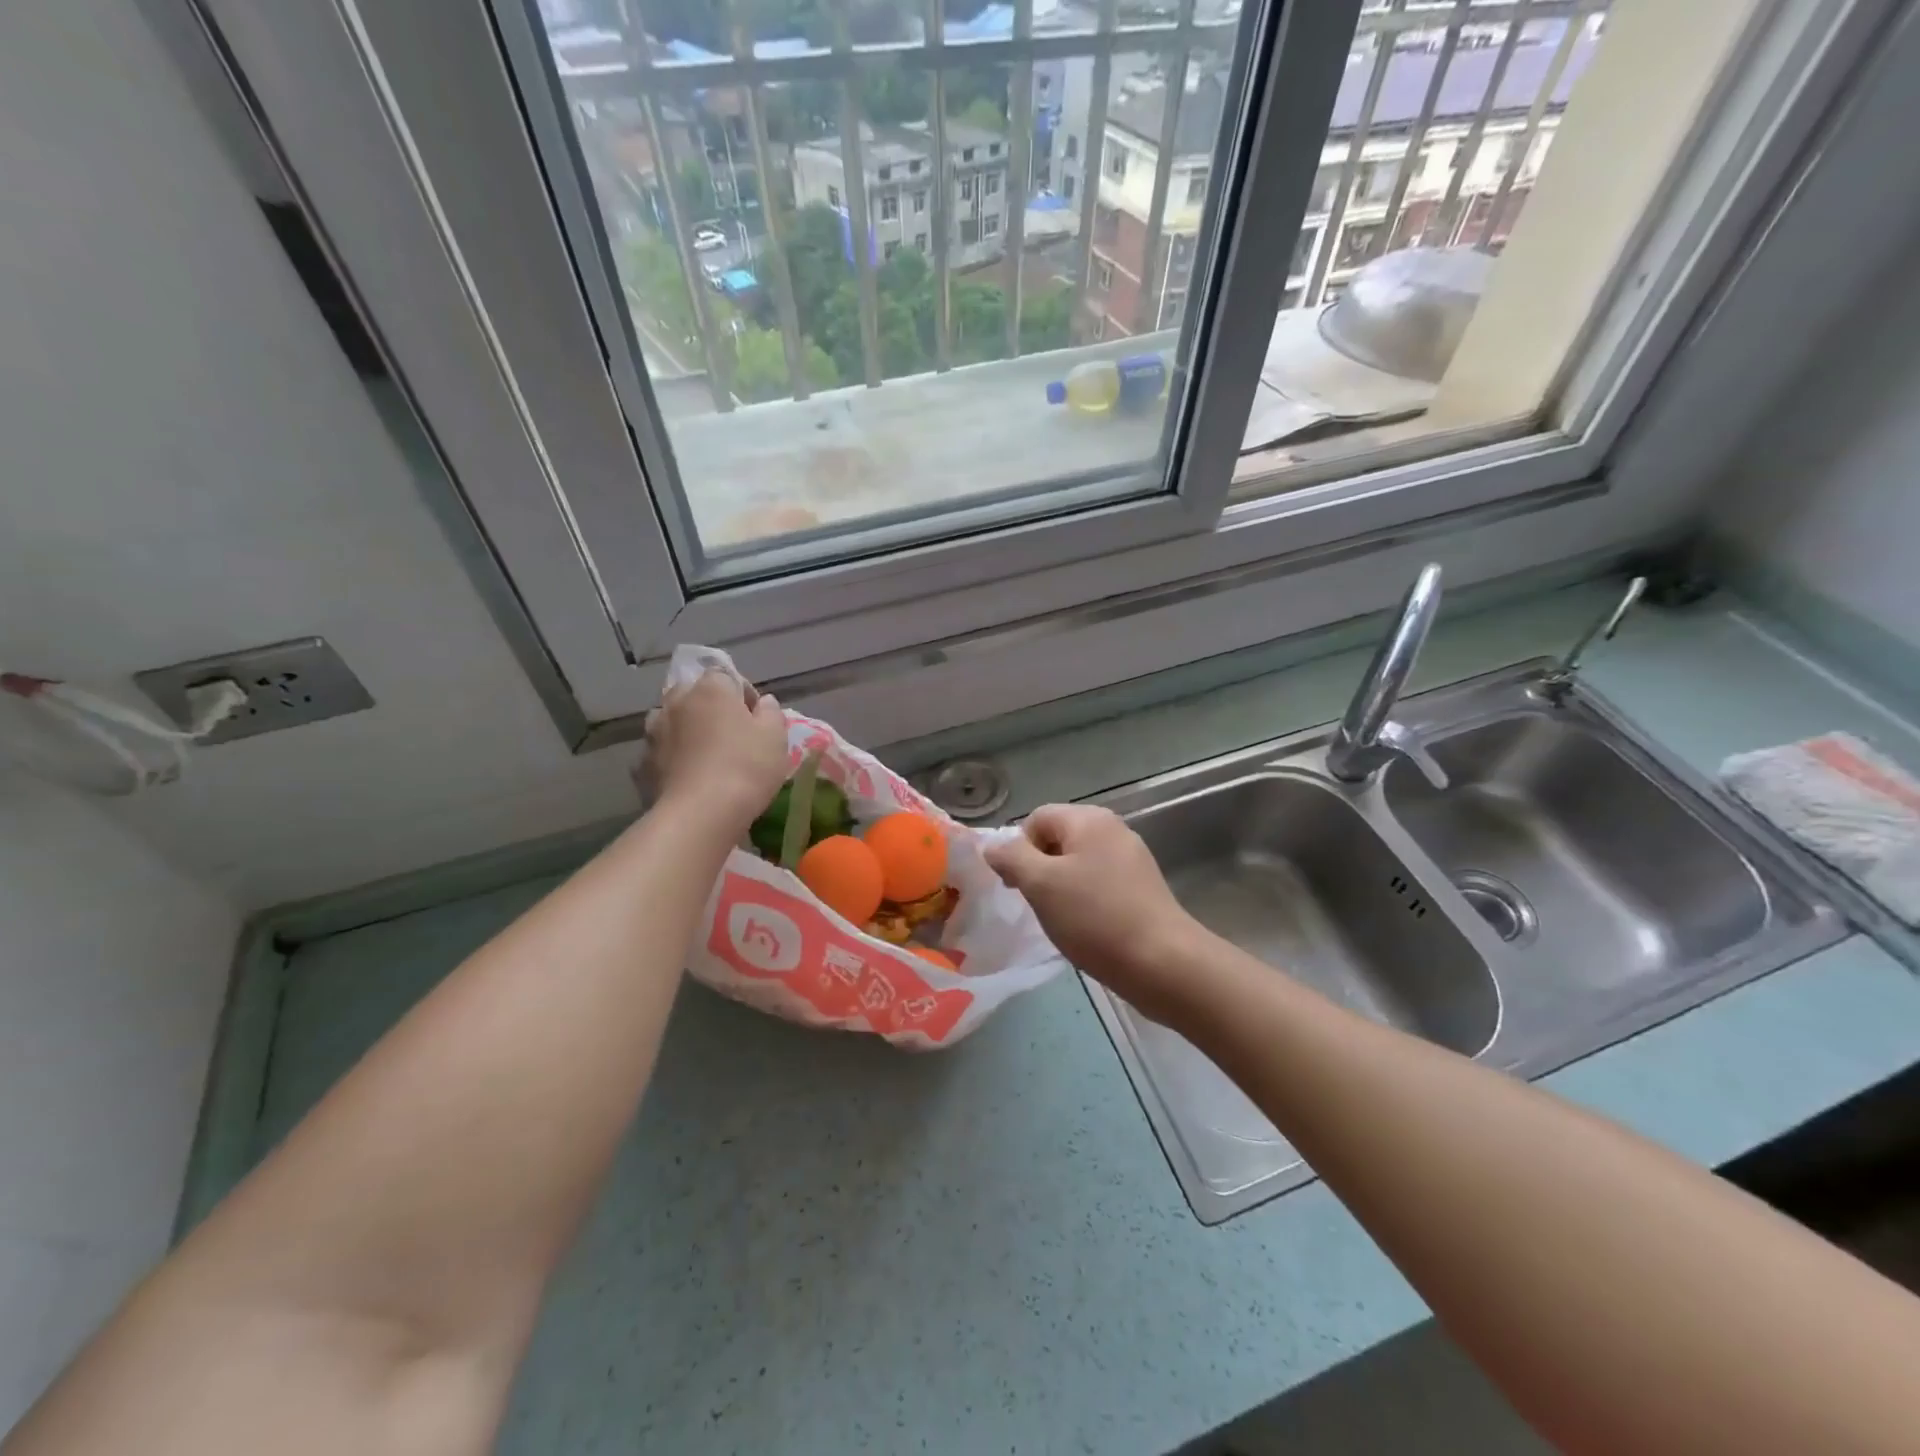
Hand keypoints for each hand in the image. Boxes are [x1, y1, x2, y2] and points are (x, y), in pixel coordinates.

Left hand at [641, 670, 787, 829]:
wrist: (701, 813)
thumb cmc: (747, 766)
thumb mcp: (776, 736)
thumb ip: (771, 712)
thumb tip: (763, 703)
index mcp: (711, 689)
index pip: (726, 676)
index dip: (743, 695)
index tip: (756, 718)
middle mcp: (677, 702)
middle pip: (694, 695)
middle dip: (710, 708)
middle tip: (730, 735)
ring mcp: (654, 732)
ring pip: (672, 721)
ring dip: (686, 730)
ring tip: (704, 755)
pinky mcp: (642, 763)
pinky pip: (661, 751)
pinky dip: (672, 757)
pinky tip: (687, 776)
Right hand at [985, 804, 1208, 1024]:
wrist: (1163, 963)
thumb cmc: (1095, 918)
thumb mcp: (1041, 884)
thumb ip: (1011, 857)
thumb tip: (992, 845)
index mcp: (1089, 820)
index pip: (1036, 818)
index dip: (1019, 849)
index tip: (1017, 887)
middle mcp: (1113, 829)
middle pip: (1057, 839)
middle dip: (1039, 869)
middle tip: (1037, 904)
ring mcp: (1131, 859)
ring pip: (1077, 864)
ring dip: (1060, 888)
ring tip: (1063, 919)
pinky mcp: (1142, 888)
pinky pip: (1099, 884)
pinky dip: (1085, 901)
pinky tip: (1087, 928)